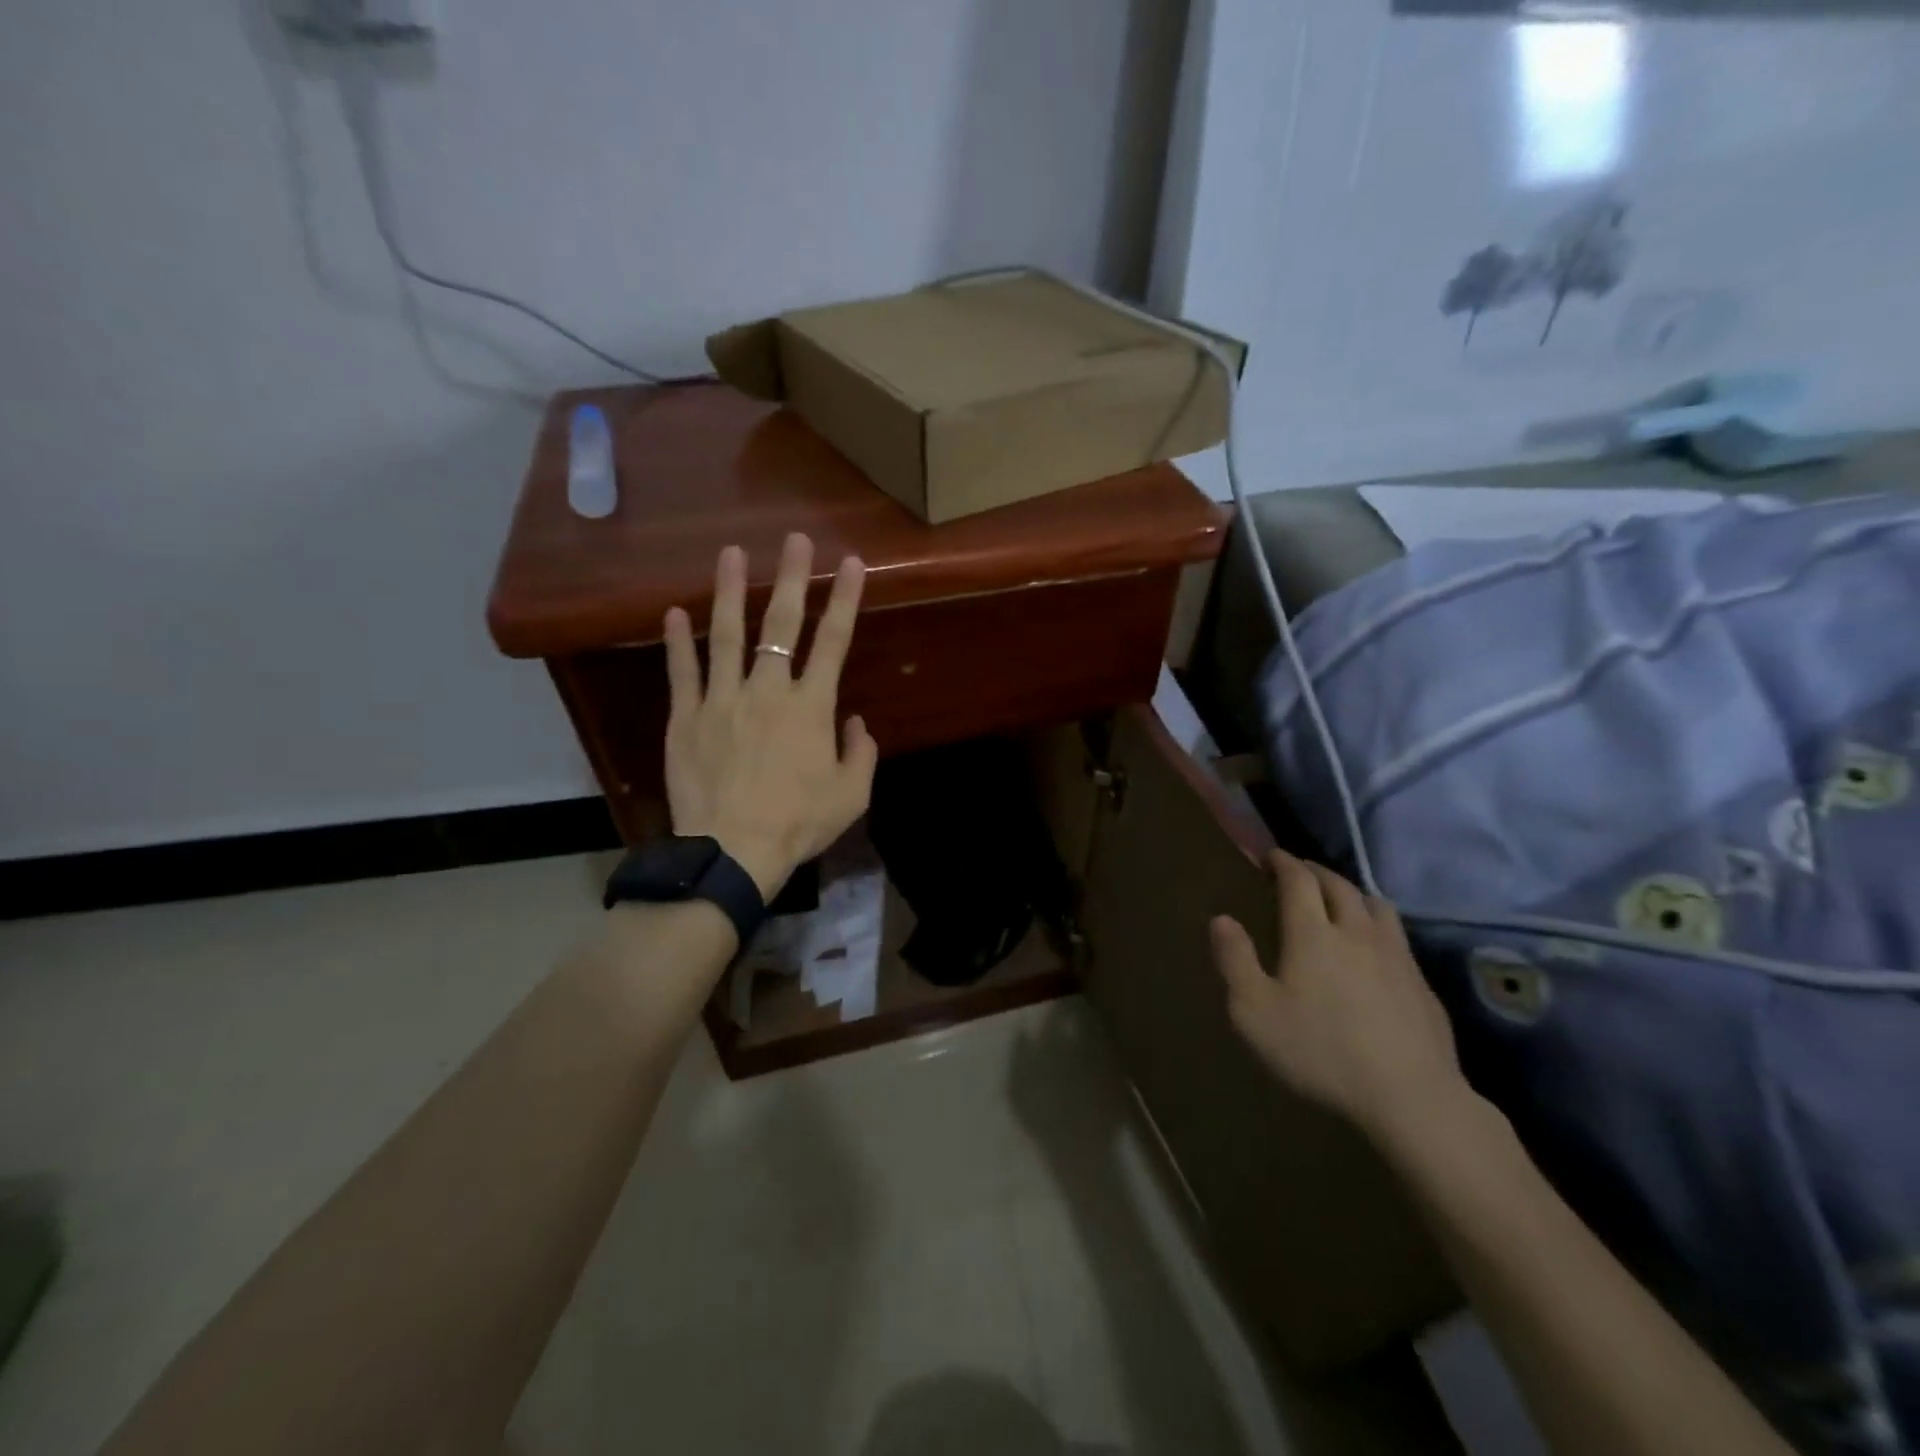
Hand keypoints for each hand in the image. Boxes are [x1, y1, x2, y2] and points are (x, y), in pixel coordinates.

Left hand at [662, 533, 877, 900]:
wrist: (732, 850)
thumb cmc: (798, 824)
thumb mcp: (851, 795)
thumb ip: (860, 752)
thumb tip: (855, 720)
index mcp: (811, 707)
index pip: (834, 641)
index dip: (845, 599)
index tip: (852, 563)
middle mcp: (768, 691)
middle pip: (781, 625)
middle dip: (792, 578)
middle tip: (795, 539)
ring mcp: (722, 700)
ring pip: (726, 635)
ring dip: (730, 592)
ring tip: (731, 553)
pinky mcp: (686, 717)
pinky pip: (682, 672)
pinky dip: (677, 641)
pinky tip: (674, 612)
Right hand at [1210, 850, 1470, 1147]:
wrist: (1409, 1097)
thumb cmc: (1319, 1052)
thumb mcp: (1254, 1012)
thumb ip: (1234, 960)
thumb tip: (1221, 919)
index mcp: (1312, 933)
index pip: (1298, 880)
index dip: (1283, 862)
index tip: (1270, 857)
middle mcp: (1355, 931)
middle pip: (1338, 885)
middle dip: (1315, 872)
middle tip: (1298, 872)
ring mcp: (1395, 955)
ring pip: (1375, 904)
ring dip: (1352, 893)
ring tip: (1340, 902)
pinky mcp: (1421, 983)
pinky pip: (1397, 936)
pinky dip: (1377, 926)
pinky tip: (1373, 950)